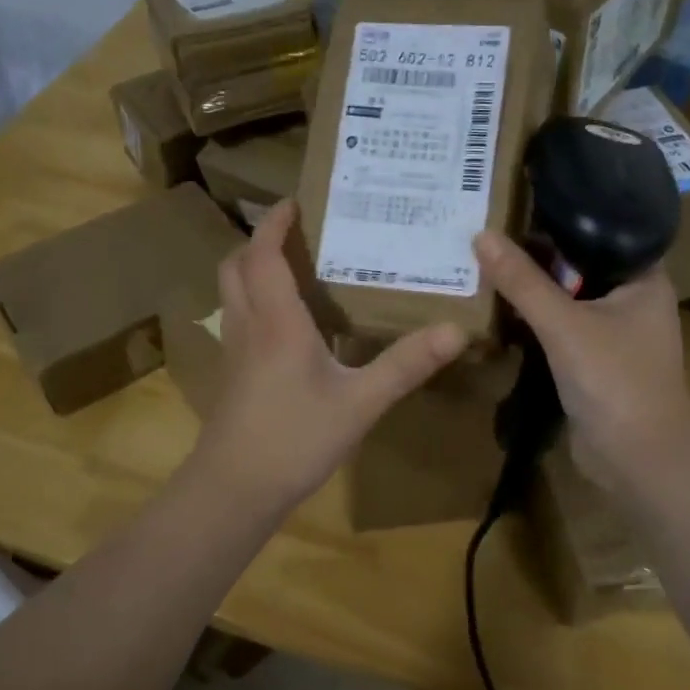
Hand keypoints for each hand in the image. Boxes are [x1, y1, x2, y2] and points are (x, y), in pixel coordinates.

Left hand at [187, 201, 466, 516]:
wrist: (234, 490)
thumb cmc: (294, 439)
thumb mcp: (360, 403)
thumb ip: (406, 365)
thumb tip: (456, 330)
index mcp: (277, 321)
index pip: (264, 255)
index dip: (274, 222)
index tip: (295, 200)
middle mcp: (249, 326)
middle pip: (236, 266)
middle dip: (260, 240)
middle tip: (297, 232)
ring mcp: (235, 351)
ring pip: (233, 292)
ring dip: (255, 269)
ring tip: (296, 267)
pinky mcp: (233, 374)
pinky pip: (240, 318)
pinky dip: (257, 300)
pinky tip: (291, 323)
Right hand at [474, 231, 689, 492]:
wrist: (638, 460)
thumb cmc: (615, 380)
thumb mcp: (564, 324)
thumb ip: (522, 281)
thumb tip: (480, 235)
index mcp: (644, 278)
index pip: (604, 230)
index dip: (563, 215)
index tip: (520, 199)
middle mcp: (633, 299)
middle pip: (580, 264)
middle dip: (539, 253)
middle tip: (492, 227)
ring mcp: (615, 333)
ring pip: (569, 298)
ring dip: (535, 288)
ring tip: (488, 259)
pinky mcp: (595, 361)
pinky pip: (562, 327)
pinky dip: (537, 319)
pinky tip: (501, 305)